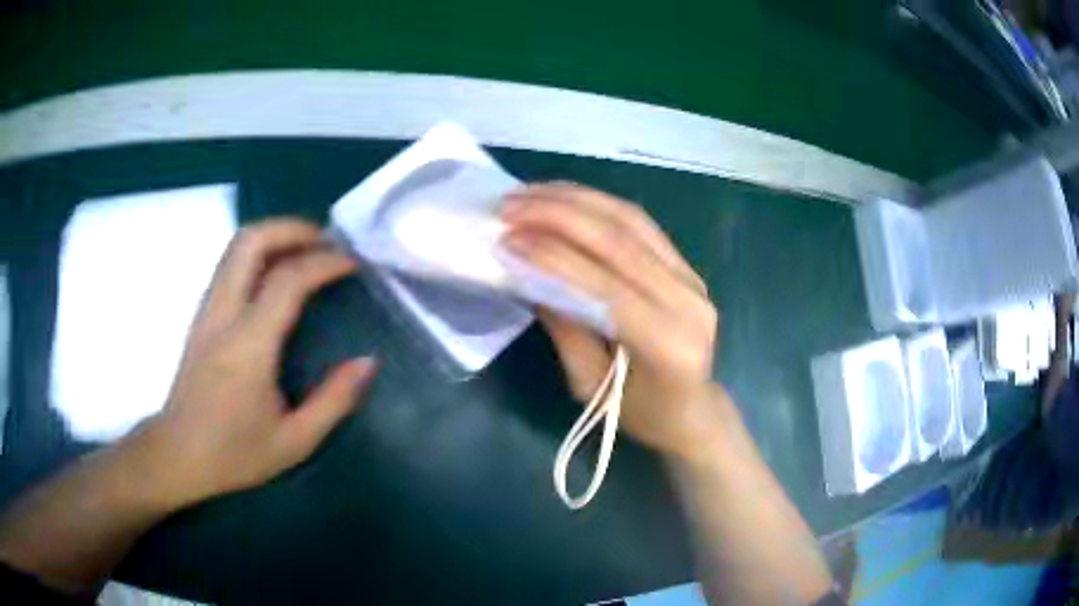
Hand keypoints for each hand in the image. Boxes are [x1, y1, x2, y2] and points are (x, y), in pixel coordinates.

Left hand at [136, 219, 375, 508]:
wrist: (178, 454)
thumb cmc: (235, 453)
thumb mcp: (294, 441)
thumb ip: (334, 400)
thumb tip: (368, 362)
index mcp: (248, 346)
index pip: (287, 280)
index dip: (324, 262)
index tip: (354, 262)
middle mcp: (223, 315)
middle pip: (251, 241)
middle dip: (293, 228)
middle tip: (327, 242)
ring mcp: (207, 310)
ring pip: (236, 247)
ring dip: (275, 236)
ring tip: (308, 251)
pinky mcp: (201, 315)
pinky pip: (229, 264)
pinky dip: (259, 253)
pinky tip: (277, 274)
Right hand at [501, 183, 725, 461]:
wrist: (693, 409)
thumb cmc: (641, 413)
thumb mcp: (590, 385)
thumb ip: (564, 328)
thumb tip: (527, 273)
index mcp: (668, 344)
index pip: (606, 287)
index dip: (554, 258)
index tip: (507, 239)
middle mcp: (688, 301)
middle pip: (620, 241)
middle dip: (558, 216)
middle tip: (509, 206)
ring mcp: (692, 277)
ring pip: (630, 221)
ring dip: (575, 200)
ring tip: (528, 193)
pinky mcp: (685, 265)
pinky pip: (640, 223)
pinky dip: (597, 204)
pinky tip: (564, 198)